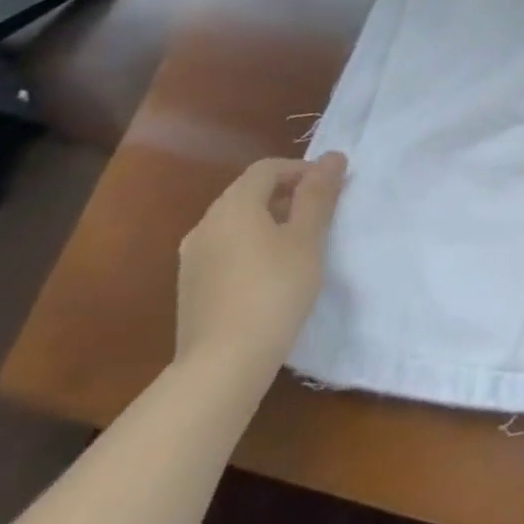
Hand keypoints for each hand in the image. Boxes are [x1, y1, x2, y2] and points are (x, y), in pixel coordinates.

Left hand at [175, 153, 345, 378]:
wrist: (222, 366)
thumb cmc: (274, 290)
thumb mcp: (307, 238)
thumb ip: (319, 194)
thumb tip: (333, 157)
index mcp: (233, 206)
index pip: (268, 168)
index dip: (303, 170)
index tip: (331, 189)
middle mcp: (206, 224)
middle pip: (249, 193)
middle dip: (288, 195)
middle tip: (321, 215)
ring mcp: (193, 258)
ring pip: (237, 223)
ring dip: (270, 222)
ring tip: (300, 246)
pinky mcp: (191, 288)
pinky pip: (226, 249)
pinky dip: (252, 247)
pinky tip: (272, 275)